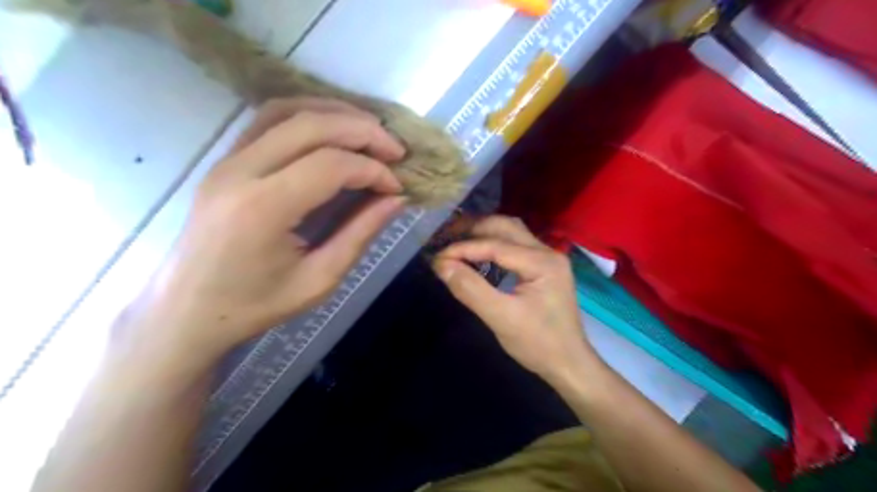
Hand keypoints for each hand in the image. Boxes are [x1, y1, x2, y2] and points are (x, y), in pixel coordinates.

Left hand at [118, 100, 409, 365]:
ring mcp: (227, 160)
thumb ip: (360, 234)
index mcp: (263, 208)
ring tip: (370, 132)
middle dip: (363, 131)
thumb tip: (396, 199)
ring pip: (288, 110)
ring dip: (336, 114)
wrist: (186, 311)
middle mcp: (240, 171)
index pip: (330, 165)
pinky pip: (269, 119)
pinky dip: (309, 116)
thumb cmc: (254, 305)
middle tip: (396, 150)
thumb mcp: (319, 280)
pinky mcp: (224, 160)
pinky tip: (333, 131)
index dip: (373, 170)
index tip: (397, 186)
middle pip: (311, 125)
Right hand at [431, 217, 595, 381]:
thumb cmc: (538, 344)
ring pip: (510, 232)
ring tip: (457, 241)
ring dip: (483, 233)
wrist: (568, 363)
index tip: (437, 257)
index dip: (463, 248)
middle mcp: (547, 252)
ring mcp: (547, 257)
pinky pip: (514, 245)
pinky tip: (477, 253)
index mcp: (543, 262)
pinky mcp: (542, 266)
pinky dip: (492, 244)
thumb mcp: (501, 319)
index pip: (496, 244)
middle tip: (445, 239)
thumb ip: (471, 290)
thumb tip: (442, 265)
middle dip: (472, 230)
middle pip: (505, 227)